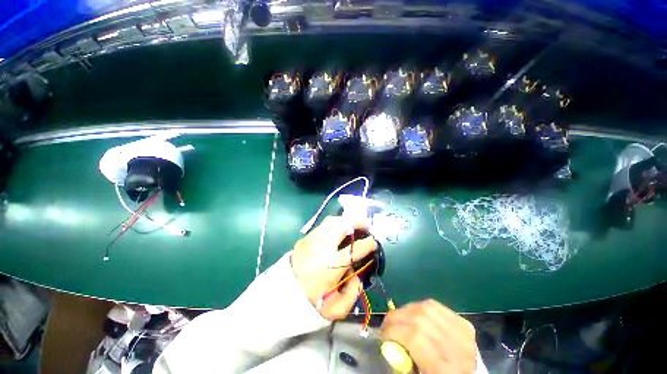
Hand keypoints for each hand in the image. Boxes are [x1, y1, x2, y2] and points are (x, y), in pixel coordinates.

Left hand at [291, 216, 376, 320]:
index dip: (368, 244)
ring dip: (345, 221)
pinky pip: (323, 225)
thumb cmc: (311, 302)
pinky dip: (333, 225)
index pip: (355, 248)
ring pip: (332, 221)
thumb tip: (357, 274)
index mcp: (332, 264)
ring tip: (352, 224)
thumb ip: (353, 292)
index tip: (373, 242)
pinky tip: (337, 230)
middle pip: (343, 225)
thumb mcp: (337, 308)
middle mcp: (323, 246)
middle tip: (365, 225)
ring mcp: (313, 239)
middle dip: (357, 222)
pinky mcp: (305, 238)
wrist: (283, 295)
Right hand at [381, 299, 477, 373]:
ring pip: (427, 307)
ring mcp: (464, 333)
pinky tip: (414, 314)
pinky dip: (420, 306)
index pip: (415, 337)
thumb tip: (386, 341)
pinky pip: (436, 306)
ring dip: (406, 310)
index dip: (394, 330)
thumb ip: (402, 360)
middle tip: (386, 324)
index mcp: (446, 370)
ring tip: (398, 318)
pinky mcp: (465, 324)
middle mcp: (458, 349)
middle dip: (397, 317)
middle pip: (420, 319)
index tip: (382, 334)